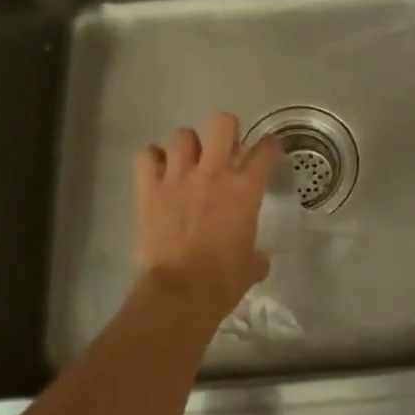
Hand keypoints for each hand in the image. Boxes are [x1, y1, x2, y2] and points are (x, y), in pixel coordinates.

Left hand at [133, 113, 280, 325]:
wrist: (181, 291)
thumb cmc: (224, 279)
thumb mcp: (253, 264)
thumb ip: (256, 252)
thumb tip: (256, 258)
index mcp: (245, 188)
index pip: (265, 151)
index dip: (269, 146)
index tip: (268, 149)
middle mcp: (213, 173)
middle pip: (221, 123)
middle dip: (226, 130)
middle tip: (225, 149)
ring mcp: (178, 177)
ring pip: (182, 135)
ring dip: (188, 146)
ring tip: (188, 162)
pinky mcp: (149, 189)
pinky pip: (146, 156)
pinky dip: (152, 160)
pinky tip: (158, 172)